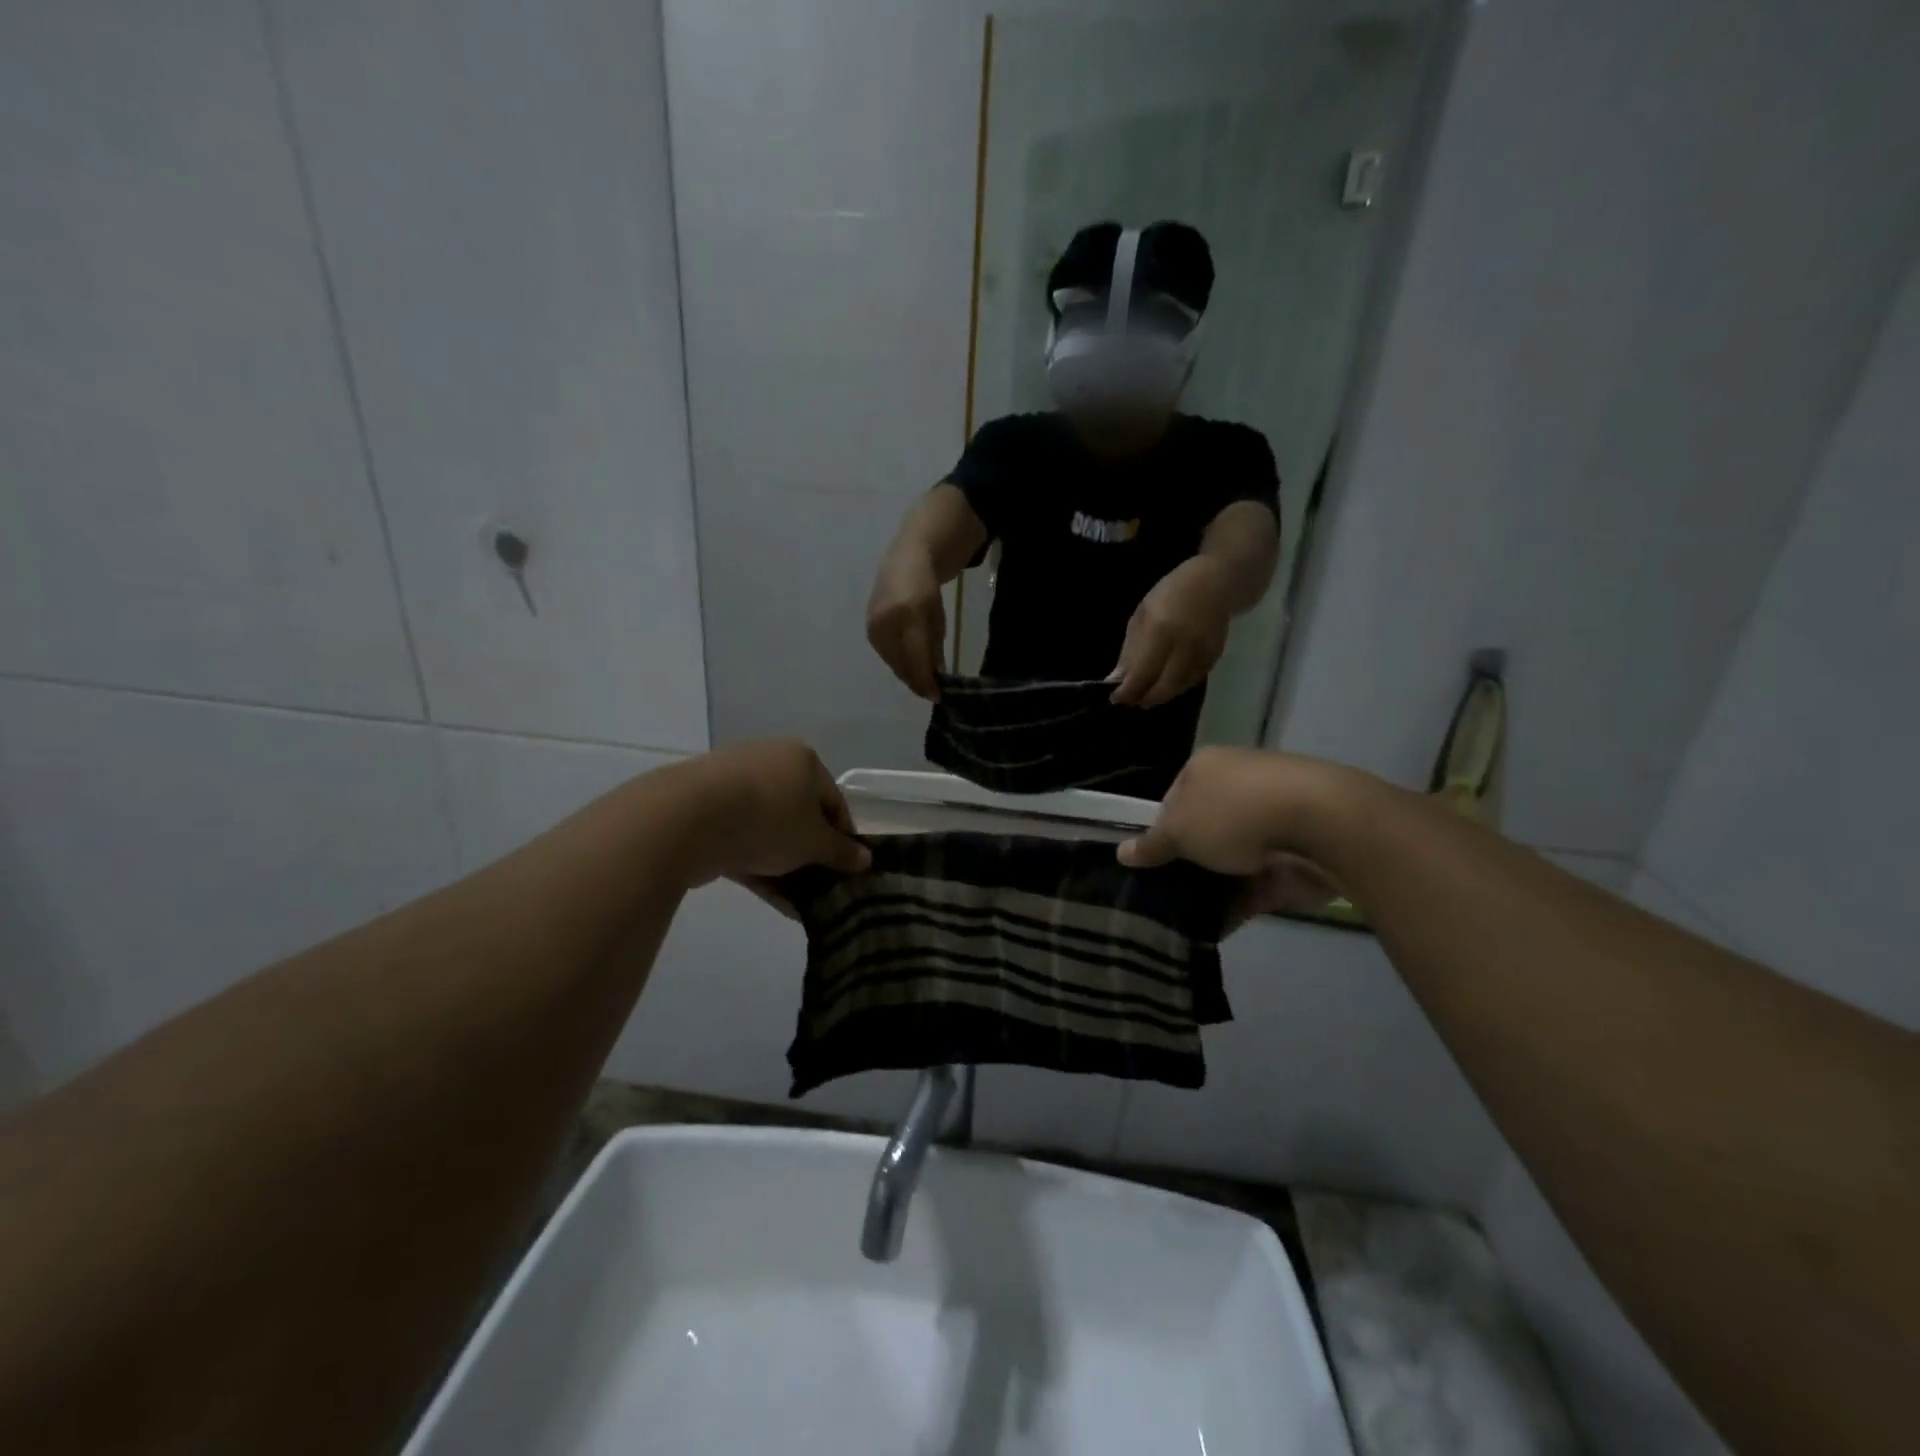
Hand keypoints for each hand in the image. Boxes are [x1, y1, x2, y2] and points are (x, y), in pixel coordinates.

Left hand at [662, 740, 869, 888]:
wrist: (685, 819)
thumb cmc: (768, 820)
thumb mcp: (814, 843)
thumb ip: (841, 852)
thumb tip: (866, 859)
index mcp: (802, 760)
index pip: (833, 801)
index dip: (844, 838)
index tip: (846, 870)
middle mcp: (768, 762)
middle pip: (799, 814)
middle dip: (811, 854)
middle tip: (821, 886)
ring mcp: (732, 785)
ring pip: (769, 830)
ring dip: (786, 866)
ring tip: (799, 903)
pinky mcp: (704, 811)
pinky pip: (742, 839)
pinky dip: (758, 866)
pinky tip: (774, 901)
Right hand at [866, 549, 946, 701]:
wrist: (903, 562)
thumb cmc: (927, 589)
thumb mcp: (937, 618)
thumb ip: (935, 648)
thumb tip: (936, 677)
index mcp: (908, 615)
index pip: (917, 658)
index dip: (927, 681)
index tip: (938, 698)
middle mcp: (886, 622)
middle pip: (902, 664)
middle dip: (917, 681)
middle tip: (931, 693)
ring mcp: (873, 626)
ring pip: (892, 662)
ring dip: (907, 674)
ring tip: (922, 682)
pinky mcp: (869, 630)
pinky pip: (886, 654)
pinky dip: (899, 663)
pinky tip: (910, 666)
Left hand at [1109, 558, 1232, 706]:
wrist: (1215, 584)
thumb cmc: (1170, 594)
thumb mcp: (1142, 616)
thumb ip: (1130, 650)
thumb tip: (1117, 679)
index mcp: (1161, 631)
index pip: (1142, 673)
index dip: (1128, 691)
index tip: (1115, 697)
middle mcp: (1184, 646)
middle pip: (1163, 687)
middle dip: (1144, 698)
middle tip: (1130, 701)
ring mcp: (1202, 654)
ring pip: (1178, 688)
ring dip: (1160, 695)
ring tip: (1145, 694)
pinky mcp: (1214, 658)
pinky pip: (1191, 681)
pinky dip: (1176, 687)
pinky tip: (1165, 684)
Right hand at [1118, 747, 1361, 918]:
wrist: (1322, 827)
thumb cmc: (1235, 814)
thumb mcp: (1179, 830)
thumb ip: (1152, 845)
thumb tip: (1121, 852)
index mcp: (1207, 768)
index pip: (1173, 799)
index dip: (1160, 832)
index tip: (1151, 863)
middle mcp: (1238, 788)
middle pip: (1203, 830)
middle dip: (1187, 862)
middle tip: (1163, 895)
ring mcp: (1270, 822)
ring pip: (1230, 859)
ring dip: (1211, 887)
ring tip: (1181, 920)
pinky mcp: (1294, 856)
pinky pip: (1257, 884)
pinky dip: (1238, 904)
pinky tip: (1212, 931)